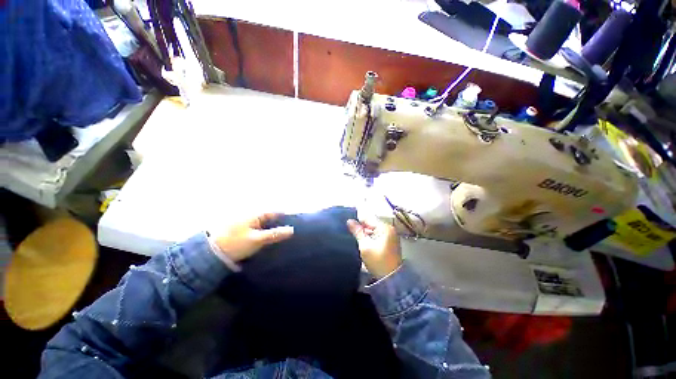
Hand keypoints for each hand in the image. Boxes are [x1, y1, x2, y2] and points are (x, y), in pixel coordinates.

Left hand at [213, 213, 293, 261]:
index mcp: (255, 214)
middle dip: (278, 220)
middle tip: (288, 228)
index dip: (284, 215)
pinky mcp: (239, 227)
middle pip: (269, 215)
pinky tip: (265, 235)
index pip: (274, 212)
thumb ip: (275, 234)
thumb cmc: (236, 243)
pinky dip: (262, 228)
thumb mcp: (257, 239)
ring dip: (270, 225)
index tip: (294, 219)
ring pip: (262, 220)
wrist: (210, 252)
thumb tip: (292, 230)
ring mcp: (244, 220)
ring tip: (279, 232)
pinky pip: (256, 225)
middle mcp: (250, 214)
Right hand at [347, 219, 401, 278]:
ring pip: (374, 229)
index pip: (368, 218)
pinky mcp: (390, 241)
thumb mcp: (365, 246)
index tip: (349, 225)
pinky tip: (364, 241)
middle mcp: (389, 228)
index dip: (358, 220)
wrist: (391, 278)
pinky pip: (378, 234)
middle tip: (351, 232)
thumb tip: (349, 221)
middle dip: (362, 227)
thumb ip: (357, 232)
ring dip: (366, 232)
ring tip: (356, 236)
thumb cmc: (377, 260)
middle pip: (372, 223)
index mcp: (384, 227)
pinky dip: (371, 236)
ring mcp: (391, 235)